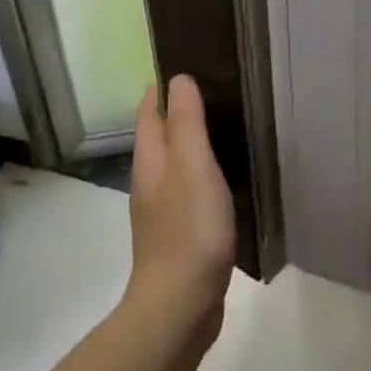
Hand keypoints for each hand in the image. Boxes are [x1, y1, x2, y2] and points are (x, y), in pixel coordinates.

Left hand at [126, 75, 236, 329]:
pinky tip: (221, 181)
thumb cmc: (190, 230)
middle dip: (176, 113)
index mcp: (151, 162)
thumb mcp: (193, 167)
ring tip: (220, 129)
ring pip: (173, 165)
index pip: (149, 113)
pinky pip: (187, 191)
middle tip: (210, 92)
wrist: (180, 304)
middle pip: (158, 137)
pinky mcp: (179, 235)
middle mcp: (150, 182)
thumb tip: (178, 79)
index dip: (160, 89)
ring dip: (189, 145)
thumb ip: (187, 124)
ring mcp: (162, 212)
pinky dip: (200, 175)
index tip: (183, 66)